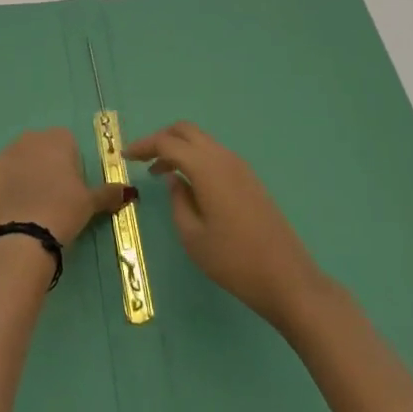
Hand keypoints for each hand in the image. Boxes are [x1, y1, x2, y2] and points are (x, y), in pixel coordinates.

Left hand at [0, 128, 134, 246]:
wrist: (27, 232)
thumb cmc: (65, 210)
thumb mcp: (91, 202)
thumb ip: (110, 192)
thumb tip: (130, 192)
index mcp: (59, 138)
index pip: (67, 144)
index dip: (70, 165)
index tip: (70, 187)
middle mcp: (32, 137)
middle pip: (42, 147)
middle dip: (46, 165)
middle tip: (52, 195)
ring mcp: (8, 150)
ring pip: (21, 158)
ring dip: (26, 172)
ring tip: (32, 202)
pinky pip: (2, 171)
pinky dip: (7, 183)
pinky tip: (14, 203)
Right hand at [125, 121, 326, 330]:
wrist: (288, 280)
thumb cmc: (234, 261)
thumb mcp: (193, 236)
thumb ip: (178, 201)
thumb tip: (174, 180)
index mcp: (207, 168)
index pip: (168, 143)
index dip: (143, 146)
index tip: (125, 157)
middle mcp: (224, 158)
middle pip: (186, 131)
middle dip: (161, 139)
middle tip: (143, 159)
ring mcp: (241, 168)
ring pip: (203, 142)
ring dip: (179, 149)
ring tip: (161, 173)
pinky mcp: (250, 180)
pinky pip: (215, 156)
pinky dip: (196, 159)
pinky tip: (188, 183)